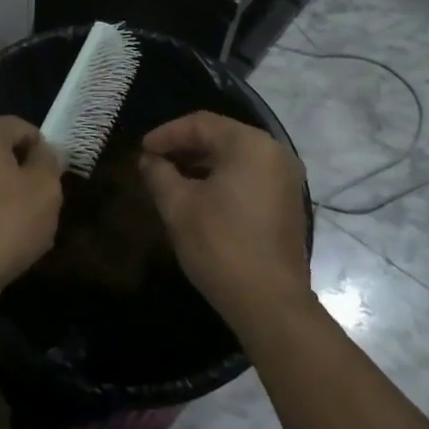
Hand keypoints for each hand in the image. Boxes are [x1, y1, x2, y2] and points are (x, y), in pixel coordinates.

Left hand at [0, 116, 62, 305]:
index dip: (43, 148)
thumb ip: (49, 162)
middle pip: (2, 153)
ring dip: (8, 197)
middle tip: (42, 205)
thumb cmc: (4, 224)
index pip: (21, 127)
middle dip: (25, 175)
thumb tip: (44, 152)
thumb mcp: (44, 190)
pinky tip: (0, 242)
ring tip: (24, 229)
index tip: (54, 178)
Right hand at [139, 112, 310, 331]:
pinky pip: (248, 176)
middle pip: (220, 137)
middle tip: (154, 162)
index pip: (200, 124)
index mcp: (250, 145)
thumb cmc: (221, 245)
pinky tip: (198, 196)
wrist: (271, 305)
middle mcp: (274, 153)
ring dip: (201, 164)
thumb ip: (159, 173)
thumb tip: (148, 159)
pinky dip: (221, 179)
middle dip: (183, 147)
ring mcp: (285, 179)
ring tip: (170, 179)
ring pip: (234, 158)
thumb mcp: (178, 206)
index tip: (142, 150)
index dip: (166, 134)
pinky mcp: (286, 203)